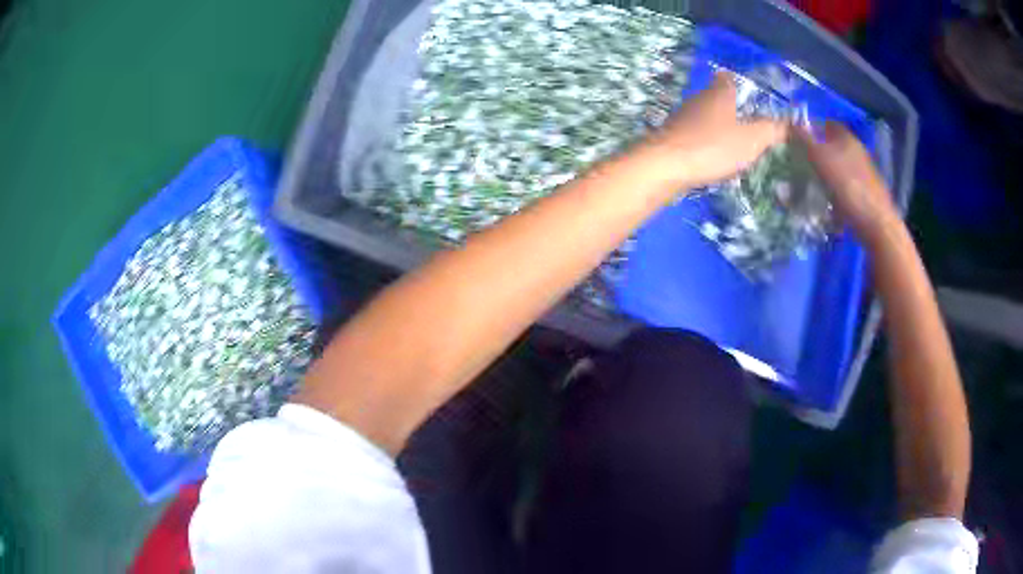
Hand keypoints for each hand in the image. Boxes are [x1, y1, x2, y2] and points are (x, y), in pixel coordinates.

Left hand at [641, 72, 787, 188]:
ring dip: (716, 124)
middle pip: (714, 96)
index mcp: (718, 94)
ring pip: (703, 115)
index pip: (726, 78)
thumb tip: (794, 123)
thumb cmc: (712, 146)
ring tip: (733, 139)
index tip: (744, 88)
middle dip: (728, 105)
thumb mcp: (752, 139)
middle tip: (746, 119)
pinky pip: (693, 134)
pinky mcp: (671, 138)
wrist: (664, 166)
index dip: (736, 81)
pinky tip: (711, 155)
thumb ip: (773, 130)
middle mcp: (698, 100)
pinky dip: (704, 141)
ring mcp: (681, 119)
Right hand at [798, 122, 900, 242]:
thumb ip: (804, 139)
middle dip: (817, 151)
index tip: (795, 137)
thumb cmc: (847, 185)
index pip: (826, 123)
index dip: (811, 127)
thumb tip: (789, 123)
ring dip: (825, 171)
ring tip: (810, 183)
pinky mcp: (865, 193)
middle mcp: (857, 151)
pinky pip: (845, 185)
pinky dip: (834, 189)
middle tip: (799, 161)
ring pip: (839, 166)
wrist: (876, 223)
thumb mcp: (820, 158)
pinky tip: (826, 200)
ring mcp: (863, 173)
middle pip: (833, 145)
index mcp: (847, 137)